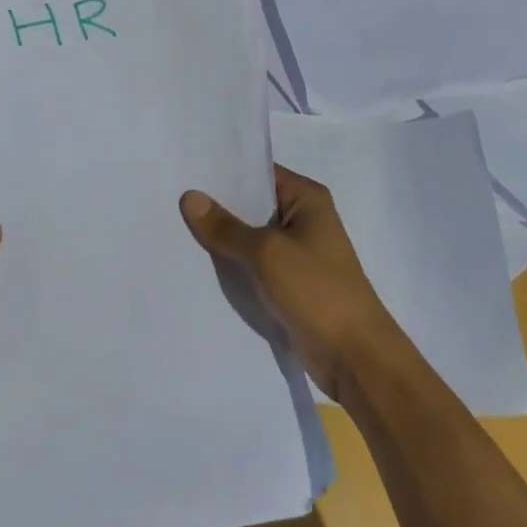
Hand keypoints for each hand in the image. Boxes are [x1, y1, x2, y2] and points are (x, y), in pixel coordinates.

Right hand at [180, 165, 402, 401]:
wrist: (355, 358)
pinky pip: (255, 264)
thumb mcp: (266, 253)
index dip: (224, 171)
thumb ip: (226, 227)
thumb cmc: (317, 290)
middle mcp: (303, 218)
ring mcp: (298, 252)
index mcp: (306, 198)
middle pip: (253, 203)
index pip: (259, 172)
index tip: (187, 168)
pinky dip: (233, 263)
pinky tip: (199, 261)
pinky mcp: (291, 283)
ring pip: (251, 236)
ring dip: (223, 237)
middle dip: (218, 204)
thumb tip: (189, 197)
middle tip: (172, 196)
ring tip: (176, 226)